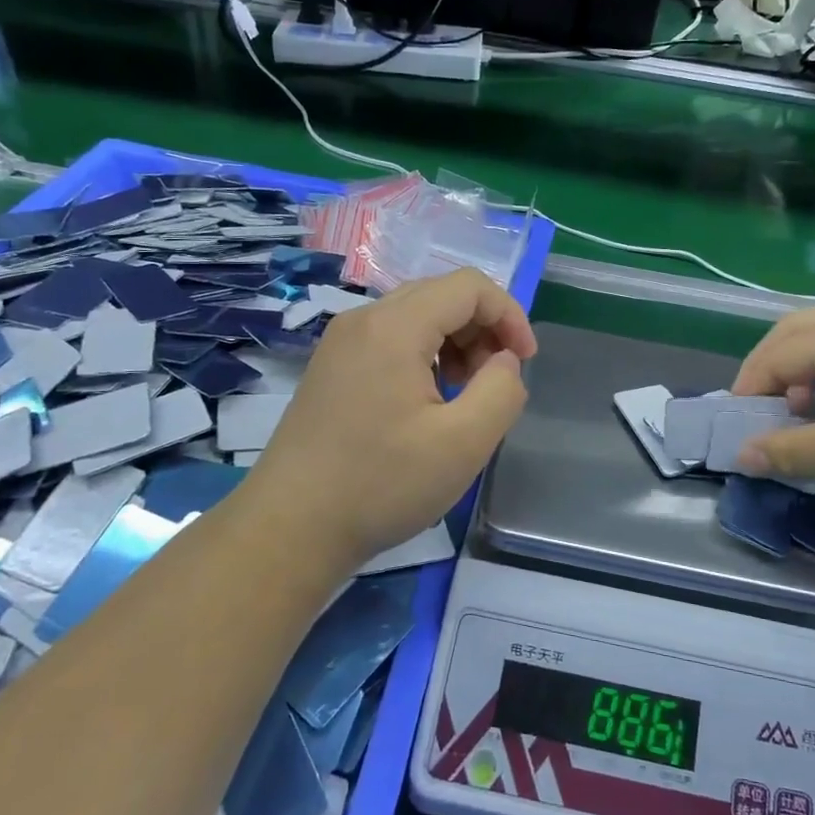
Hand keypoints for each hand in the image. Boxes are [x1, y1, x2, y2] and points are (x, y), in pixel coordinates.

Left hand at [240, 269, 536, 575]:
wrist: (290, 528)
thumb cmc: (381, 485)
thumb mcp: (463, 443)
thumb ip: (502, 390)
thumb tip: (504, 362)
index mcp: (394, 327)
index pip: (469, 286)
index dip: (509, 315)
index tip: (524, 362)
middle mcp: (363, 320)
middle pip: (441, 295)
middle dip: (482, 329)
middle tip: (495, 382)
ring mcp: (341, 342)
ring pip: (416, 316)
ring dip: (455, 343)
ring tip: (464, 395)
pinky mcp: (331, 368)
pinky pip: (390, 340)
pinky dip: (424, 356)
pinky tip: (427, 403)